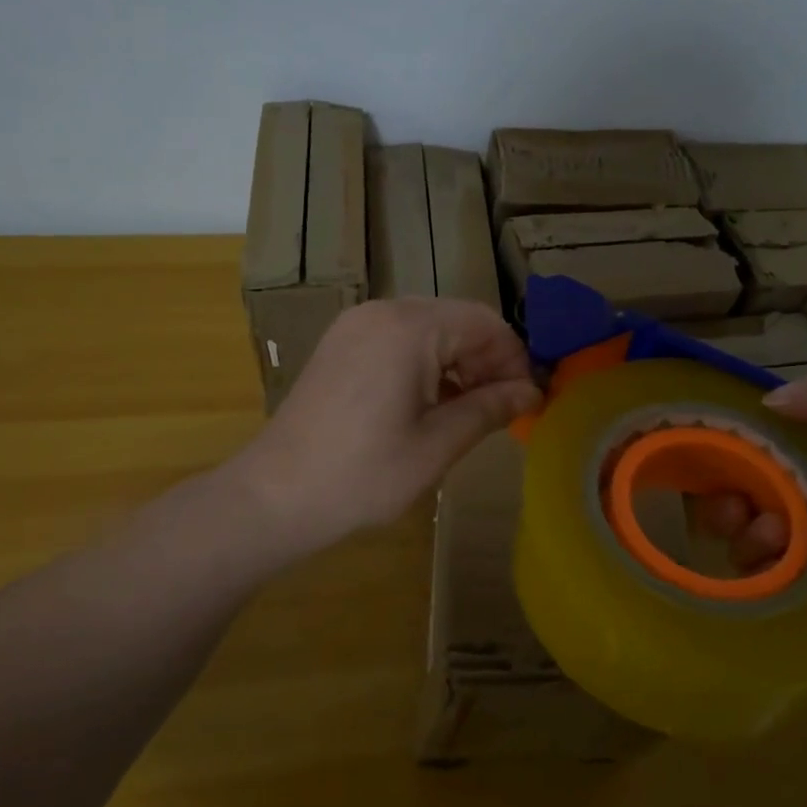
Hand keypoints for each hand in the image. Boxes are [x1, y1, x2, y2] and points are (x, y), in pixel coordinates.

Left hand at [231, 298, 540, 554]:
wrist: (274, 495)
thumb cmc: (363, 474)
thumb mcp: (437, 444)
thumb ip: (489, 409)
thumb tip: (532, 393)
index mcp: (409, 328)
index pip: (484, 323)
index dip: (514, 359)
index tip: (527, 401)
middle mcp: (382, 311)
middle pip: (457, 320)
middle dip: (488, 360)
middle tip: (502, 408)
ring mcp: (356, 324)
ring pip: (429, 327)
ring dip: (458, 361)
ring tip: (469, 409)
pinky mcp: (341, 343)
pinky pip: (399, 338)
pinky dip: (425, 362)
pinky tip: (430, 402)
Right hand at [699, 363, 806, 659]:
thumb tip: (769, 402)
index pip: (765, 440)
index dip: (738, 440)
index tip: (724, 448)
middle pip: (743, 486)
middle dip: (727, 491)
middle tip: (735, 505)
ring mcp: (803, 546)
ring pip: (742, 529)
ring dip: (740, 528)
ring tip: (769, 535)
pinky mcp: (800, 589)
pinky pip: (754, 573)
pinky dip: (751, 564)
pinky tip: (770, 560)